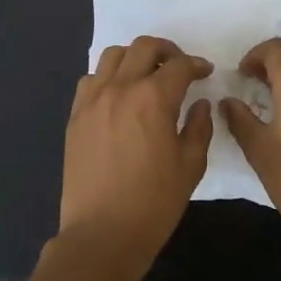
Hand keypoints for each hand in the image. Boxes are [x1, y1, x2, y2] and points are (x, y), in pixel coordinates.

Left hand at [58, 36, 213, 275]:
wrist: (102, 233)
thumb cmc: (154, 202)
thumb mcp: (191, 165)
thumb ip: (199, 127)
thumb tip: (200, 104)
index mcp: (154, 98)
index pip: (180, 66)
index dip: (197, 65)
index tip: (205, 73)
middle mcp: (120, 88)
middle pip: (144, 47)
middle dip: (167, 51)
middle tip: (179, 67)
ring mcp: (93, 100)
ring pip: (113, 55)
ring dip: (135, 58)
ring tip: (147, 75)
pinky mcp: (76, 116)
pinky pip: (90, 80)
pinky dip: (108, 77)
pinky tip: (119, 96)